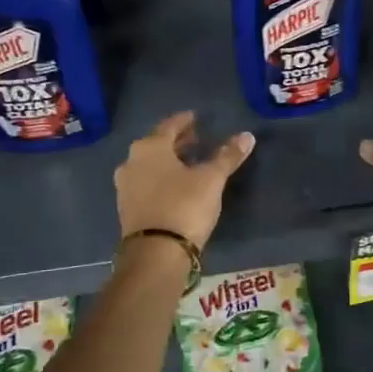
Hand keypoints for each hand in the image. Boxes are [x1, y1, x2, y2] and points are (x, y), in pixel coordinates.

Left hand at [115, 111, 254, 250]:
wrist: (155, 253)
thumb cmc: (184, 206)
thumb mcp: (211, 179)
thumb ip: (227, 156)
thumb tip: (247, 136)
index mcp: (150, 147)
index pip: (169, 126)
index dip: (184, 121)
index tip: (195, 118)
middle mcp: (131, 162)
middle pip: (157, 145)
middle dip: (176, 142)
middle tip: (195, 139)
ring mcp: (125, 186)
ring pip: (149, 165)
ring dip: (168, 161)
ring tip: (188, 163)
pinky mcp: (127, 208)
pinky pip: (145, 183)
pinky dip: (160, 179)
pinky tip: (175, 186)